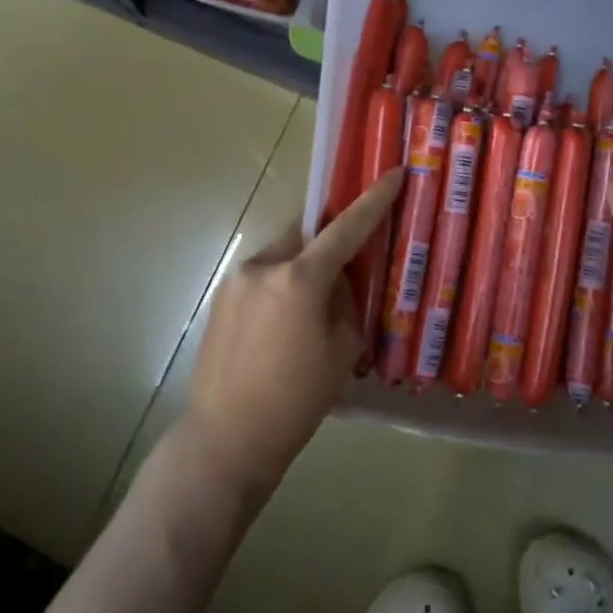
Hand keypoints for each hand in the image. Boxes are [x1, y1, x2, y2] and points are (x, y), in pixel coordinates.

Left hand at [183, 168, 402, 501]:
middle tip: (346, 268)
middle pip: (305, 235)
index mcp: (298, 279)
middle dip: (328, 243)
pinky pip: (262, 278)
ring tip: (312, 309)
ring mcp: (235, 281)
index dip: (372, 201)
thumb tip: (340, 283)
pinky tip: (284, 326)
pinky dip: (281, 286)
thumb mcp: (341, 351)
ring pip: (282, 256)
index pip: (345, 229)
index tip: (391, 174)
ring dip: (302, 268)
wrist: (228, 438)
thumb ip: (346, 304)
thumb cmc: (296, 400)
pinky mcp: (220, 299)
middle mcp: (263, 267)